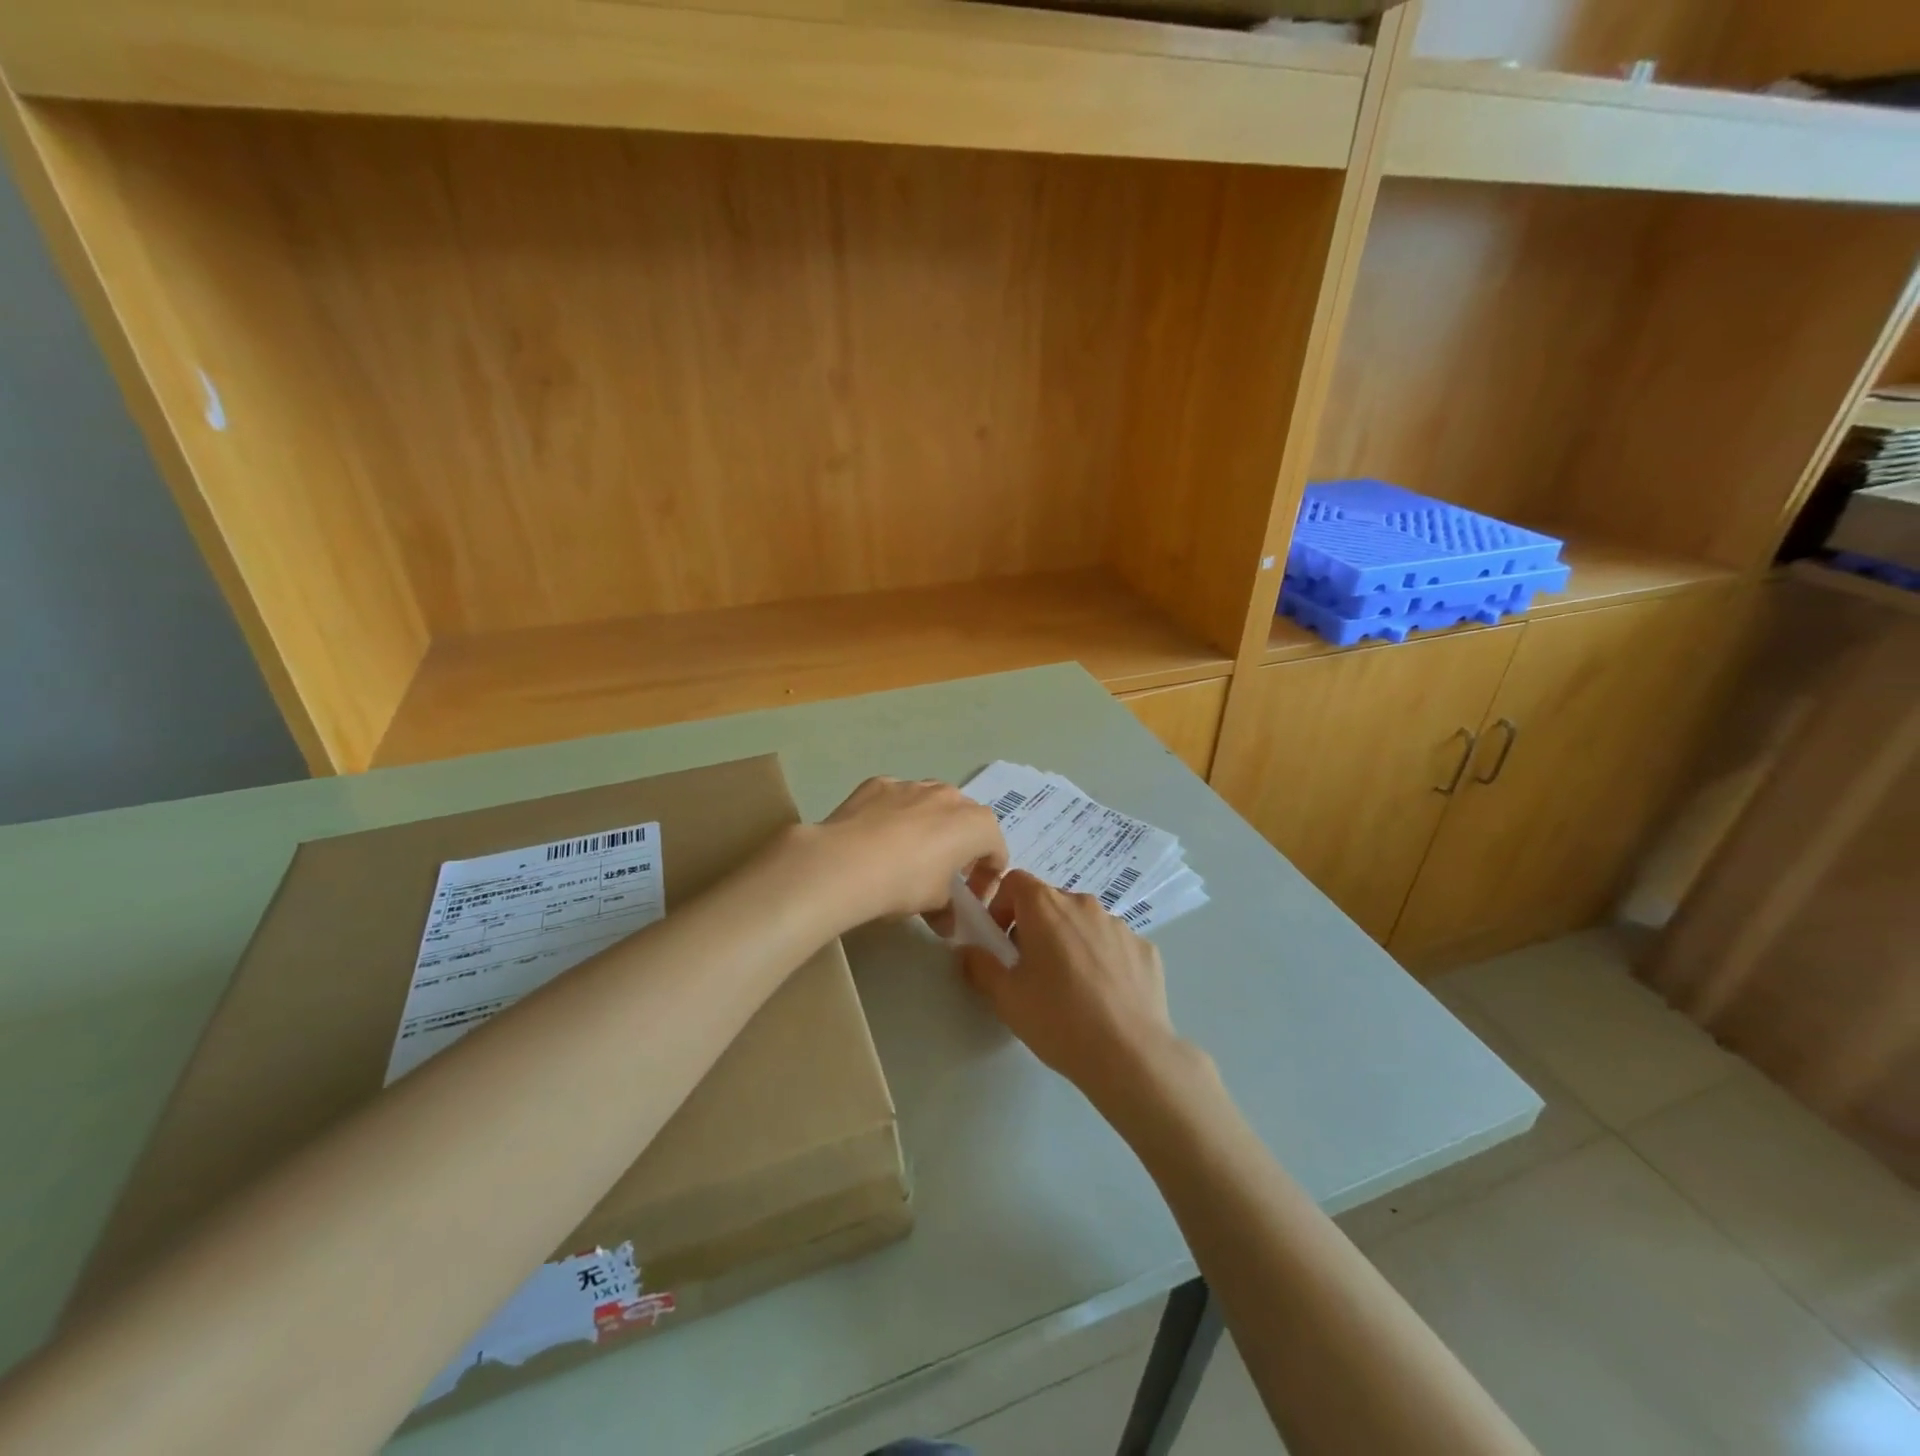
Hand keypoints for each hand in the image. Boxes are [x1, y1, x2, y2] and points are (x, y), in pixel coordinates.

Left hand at [810, 777, 1007, 927]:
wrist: (845, 862)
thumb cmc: (905, 882)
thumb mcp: (934, 904)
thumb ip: (948, 910)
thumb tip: (947, 924)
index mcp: (975, 824)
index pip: (995, 849)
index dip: (987, 876)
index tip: (970, 898)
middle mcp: (949, 796)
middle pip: (965, 819)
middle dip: (960, 844)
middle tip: (943, 874)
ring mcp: (912, 785)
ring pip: (930, 803)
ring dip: (929, 824)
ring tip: (908, 853)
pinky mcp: (879, 784)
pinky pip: (896, 799)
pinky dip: (894, 815)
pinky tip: (876, 839)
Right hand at [959, 871, 1189, 1109]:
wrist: (1130, 1055)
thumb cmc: (1058, 1019)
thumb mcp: (1005, 998)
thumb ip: (979, 966)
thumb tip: (967, 950)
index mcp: (1046, 906)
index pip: (1015, 881)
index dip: (1001, 905)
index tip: (1000, 940)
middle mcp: (1083, 904)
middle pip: (1050, 901)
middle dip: (1034, 926)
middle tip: (1030, 969)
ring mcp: (1119, 924)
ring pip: (1083, 922)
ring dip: (1070, 941)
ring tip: (1070, 986)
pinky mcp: (1145, 948)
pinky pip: (1113, 944)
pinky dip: (1102, 958)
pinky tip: (1103, 996)